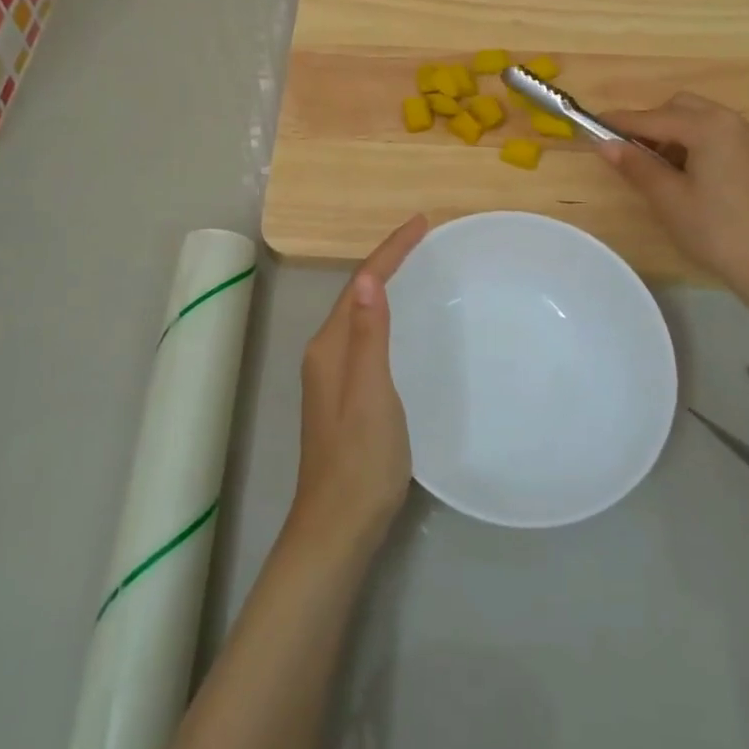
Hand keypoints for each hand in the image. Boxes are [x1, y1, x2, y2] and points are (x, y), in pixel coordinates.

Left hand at [286, 214, 428, 560]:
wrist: (338, 525)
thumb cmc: (361, 458)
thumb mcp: (371, 393)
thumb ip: (369, 335)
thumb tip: (367, 277)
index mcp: (330, 346)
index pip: (361, 283)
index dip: (390, 251)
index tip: (421, 223)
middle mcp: (326, 352)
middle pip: (357, 292)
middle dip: (387, 260)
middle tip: (422, 237)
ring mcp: (332, 374)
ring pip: (360, 313)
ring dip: (384, 284)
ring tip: (415, 265)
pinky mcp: (344, 393)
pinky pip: (365, 334)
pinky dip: (384, 313)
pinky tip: (401, 321)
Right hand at [598, 93, 748, 301]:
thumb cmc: (715, 230)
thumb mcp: (668, 198)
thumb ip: (635, 165)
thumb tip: (604, 144)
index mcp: (710, 127)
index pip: (654, 118)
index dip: (621, 122)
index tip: (592, 124)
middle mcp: (733, 121)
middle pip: (680, 108)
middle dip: (651, 124)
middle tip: (629, 152)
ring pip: (699, 120)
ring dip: (673, 133)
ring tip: (656, 167)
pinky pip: (717, 134)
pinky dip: (694, 143)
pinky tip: (685, 172)